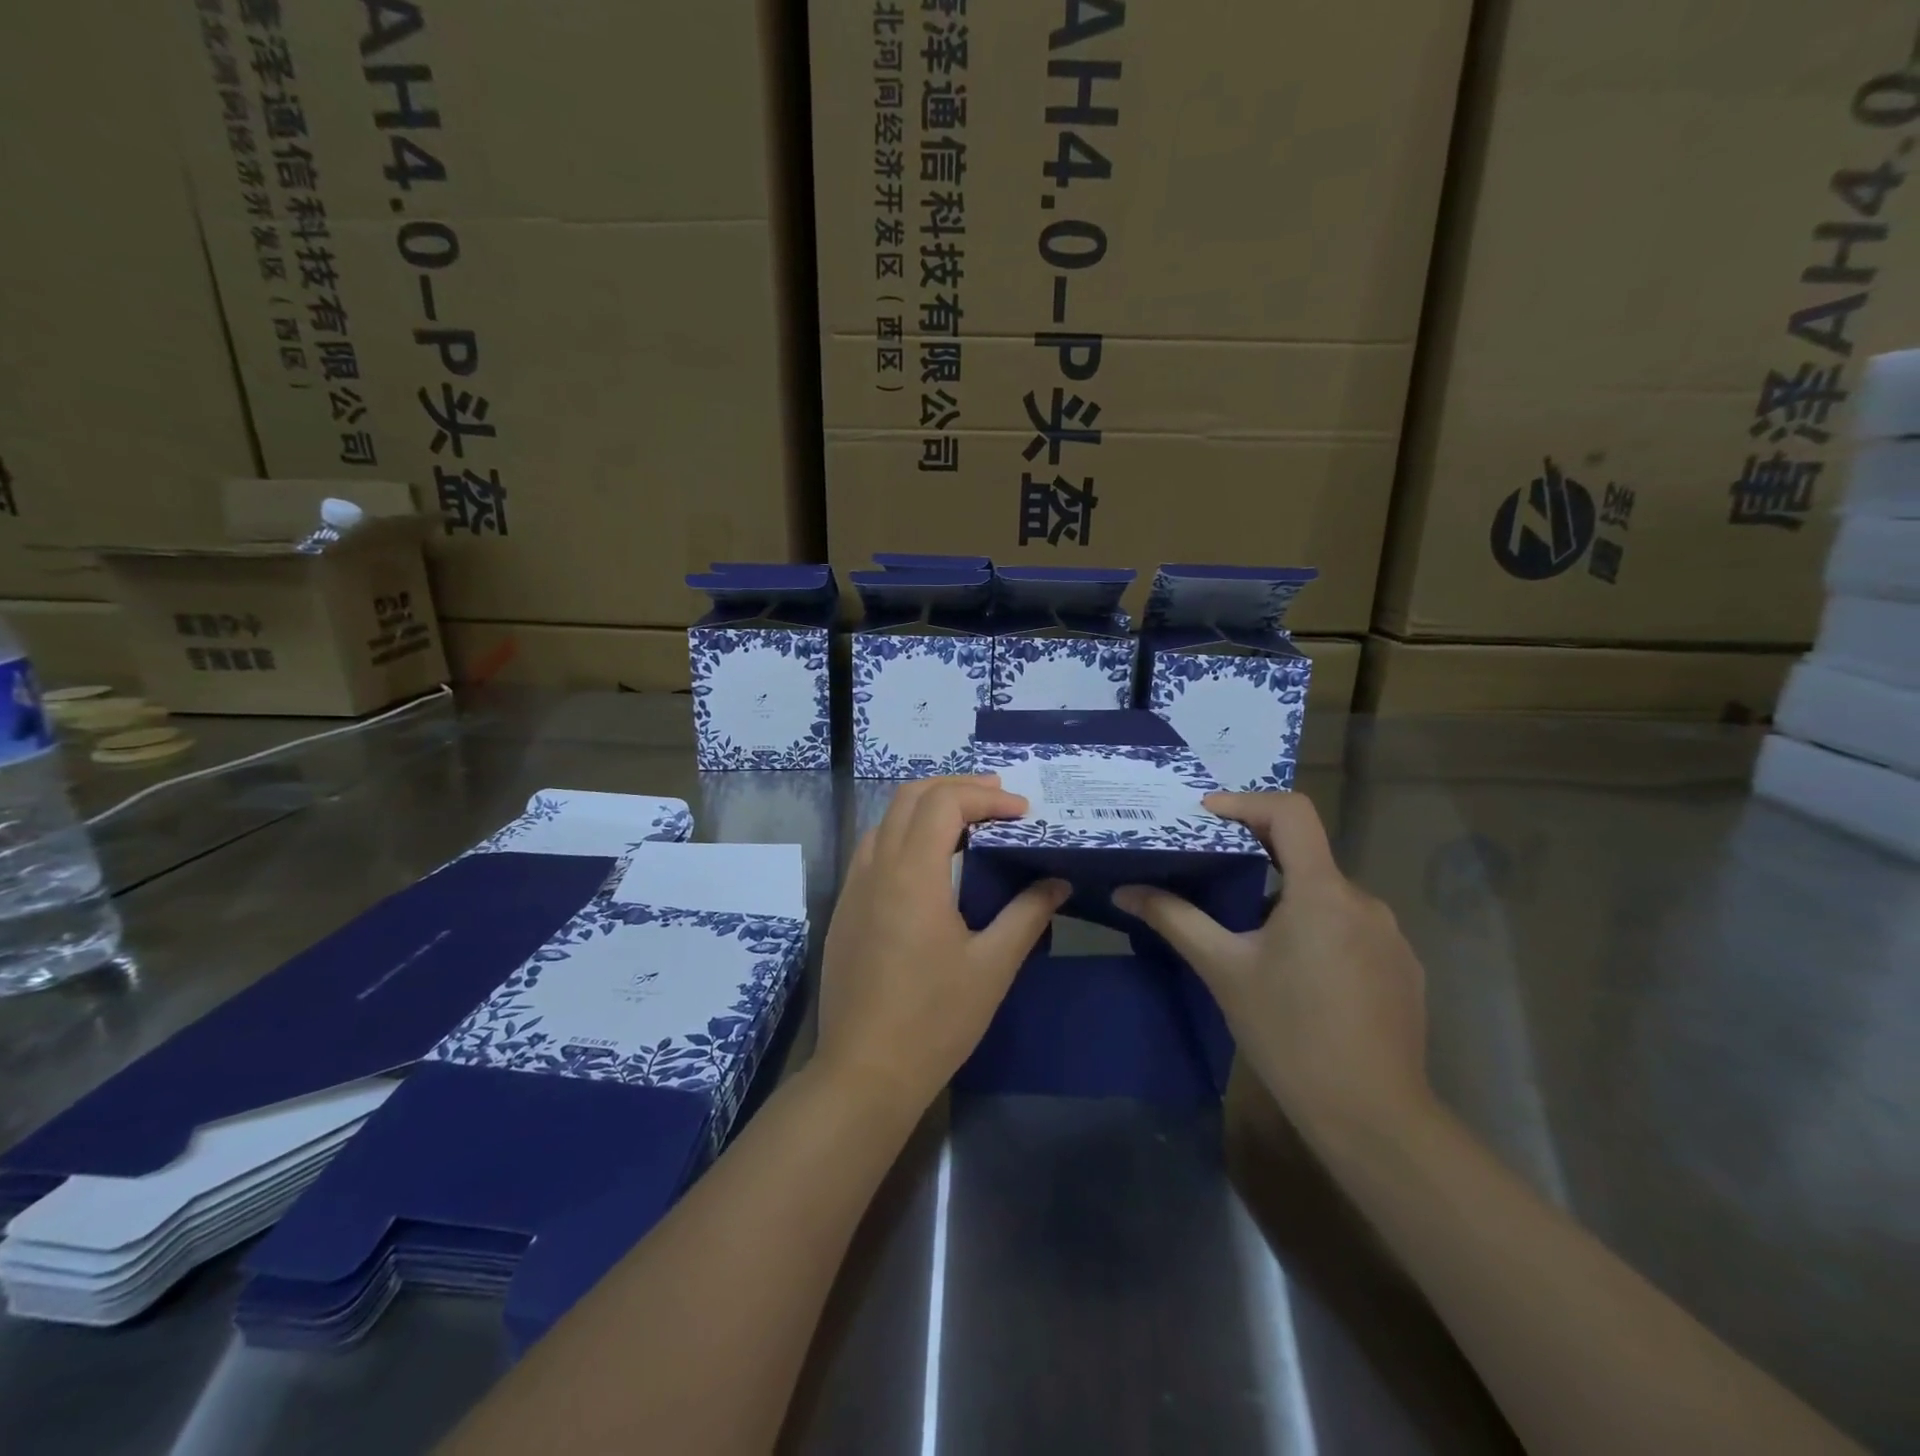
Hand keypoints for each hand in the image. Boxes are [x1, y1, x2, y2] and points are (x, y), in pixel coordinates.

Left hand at [815, 776, 1069, 1109]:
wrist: (864, 1072)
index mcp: (912, 874)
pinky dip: (905, 832)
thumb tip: (1057, 880)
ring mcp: (854, 887)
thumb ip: (1027, 914)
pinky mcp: (845, 909)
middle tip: (998, 799)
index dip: (986, 798)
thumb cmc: (934, 1020)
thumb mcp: (992, 967)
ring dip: (927, 806)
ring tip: (968, 819)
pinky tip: (930, 860)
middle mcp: (876, 868)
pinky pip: (873, 848)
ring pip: (886, 818)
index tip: (1023, 813)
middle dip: (957, 788)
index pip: (945, 803)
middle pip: (910, 797)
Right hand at [1113, 792, 1430, 1143]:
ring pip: (1328, 895)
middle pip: (1306, 855)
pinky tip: (1298, 975)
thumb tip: (1125, 891)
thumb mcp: (1223, 970)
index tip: (1206, 815)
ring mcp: (1391, 936)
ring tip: (1252, 935)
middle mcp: (1364, 901)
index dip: (1246, 802)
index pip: (1291, 812)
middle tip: (1214, 875)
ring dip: (1289, 900)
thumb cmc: (1289, 1033)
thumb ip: (1175, 919)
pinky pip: (1352, 928)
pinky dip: (1318, 930)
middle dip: (1258, 857)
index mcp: (1322, 891)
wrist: (1373, 1116)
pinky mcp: (1403, 968)